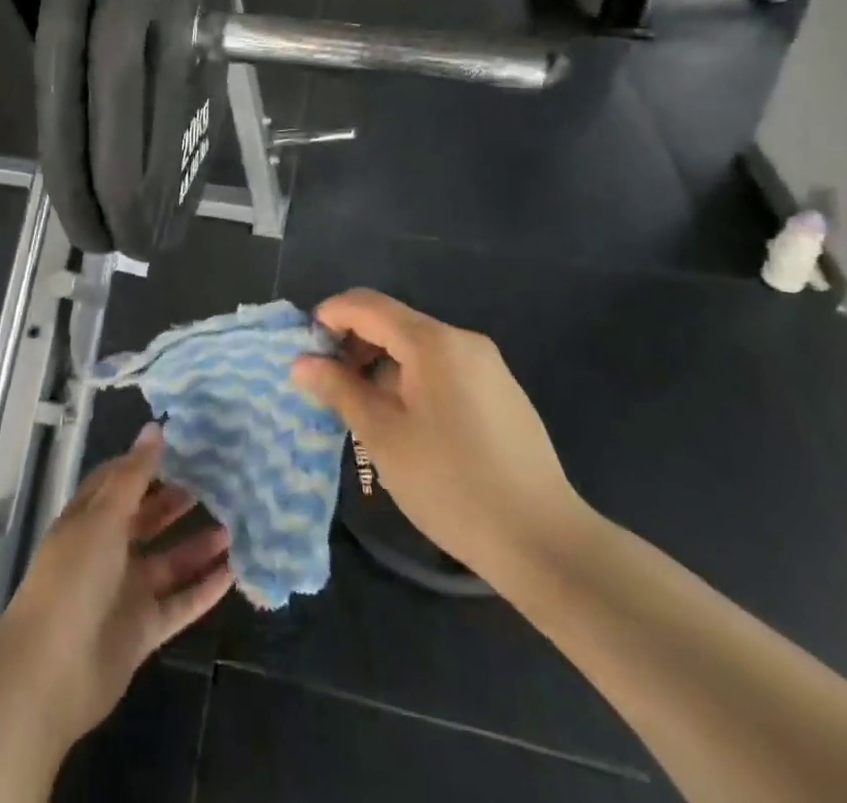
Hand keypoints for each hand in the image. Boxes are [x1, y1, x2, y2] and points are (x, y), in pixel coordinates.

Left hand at [0, 424, 232, 747]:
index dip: (146, 463)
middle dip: (177, 502)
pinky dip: (203, 589)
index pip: (119, 480)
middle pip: (147, 519)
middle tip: (217, 483)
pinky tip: (233, 573)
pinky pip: (179, 603)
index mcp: (89, 518)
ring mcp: (125, 591)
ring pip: (168, 561)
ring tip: (234, 526)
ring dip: (197, 545)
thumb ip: (134, 475)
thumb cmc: (73, 577)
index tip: (183, 447)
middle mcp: (107, 550)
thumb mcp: (103, 516)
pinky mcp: (142, 629)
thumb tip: (155, 427)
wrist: (51, 672)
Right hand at [291, 289, 590, 587]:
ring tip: (361, 407)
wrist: (545, 543)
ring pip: (417, 347)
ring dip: (380, 363)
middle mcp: (462, 340)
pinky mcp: (501, 392)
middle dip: (353, 343)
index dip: (329, 316)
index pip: (367, 304)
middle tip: (327, 384)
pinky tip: (404, 422)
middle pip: (393, 322)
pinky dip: (410, 378)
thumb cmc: (452, 484)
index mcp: (432, 342)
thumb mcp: (383, 436)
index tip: (303, 349)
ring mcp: (487, 366)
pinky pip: (442, 367)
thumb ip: (339, 389)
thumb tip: (301, 363)